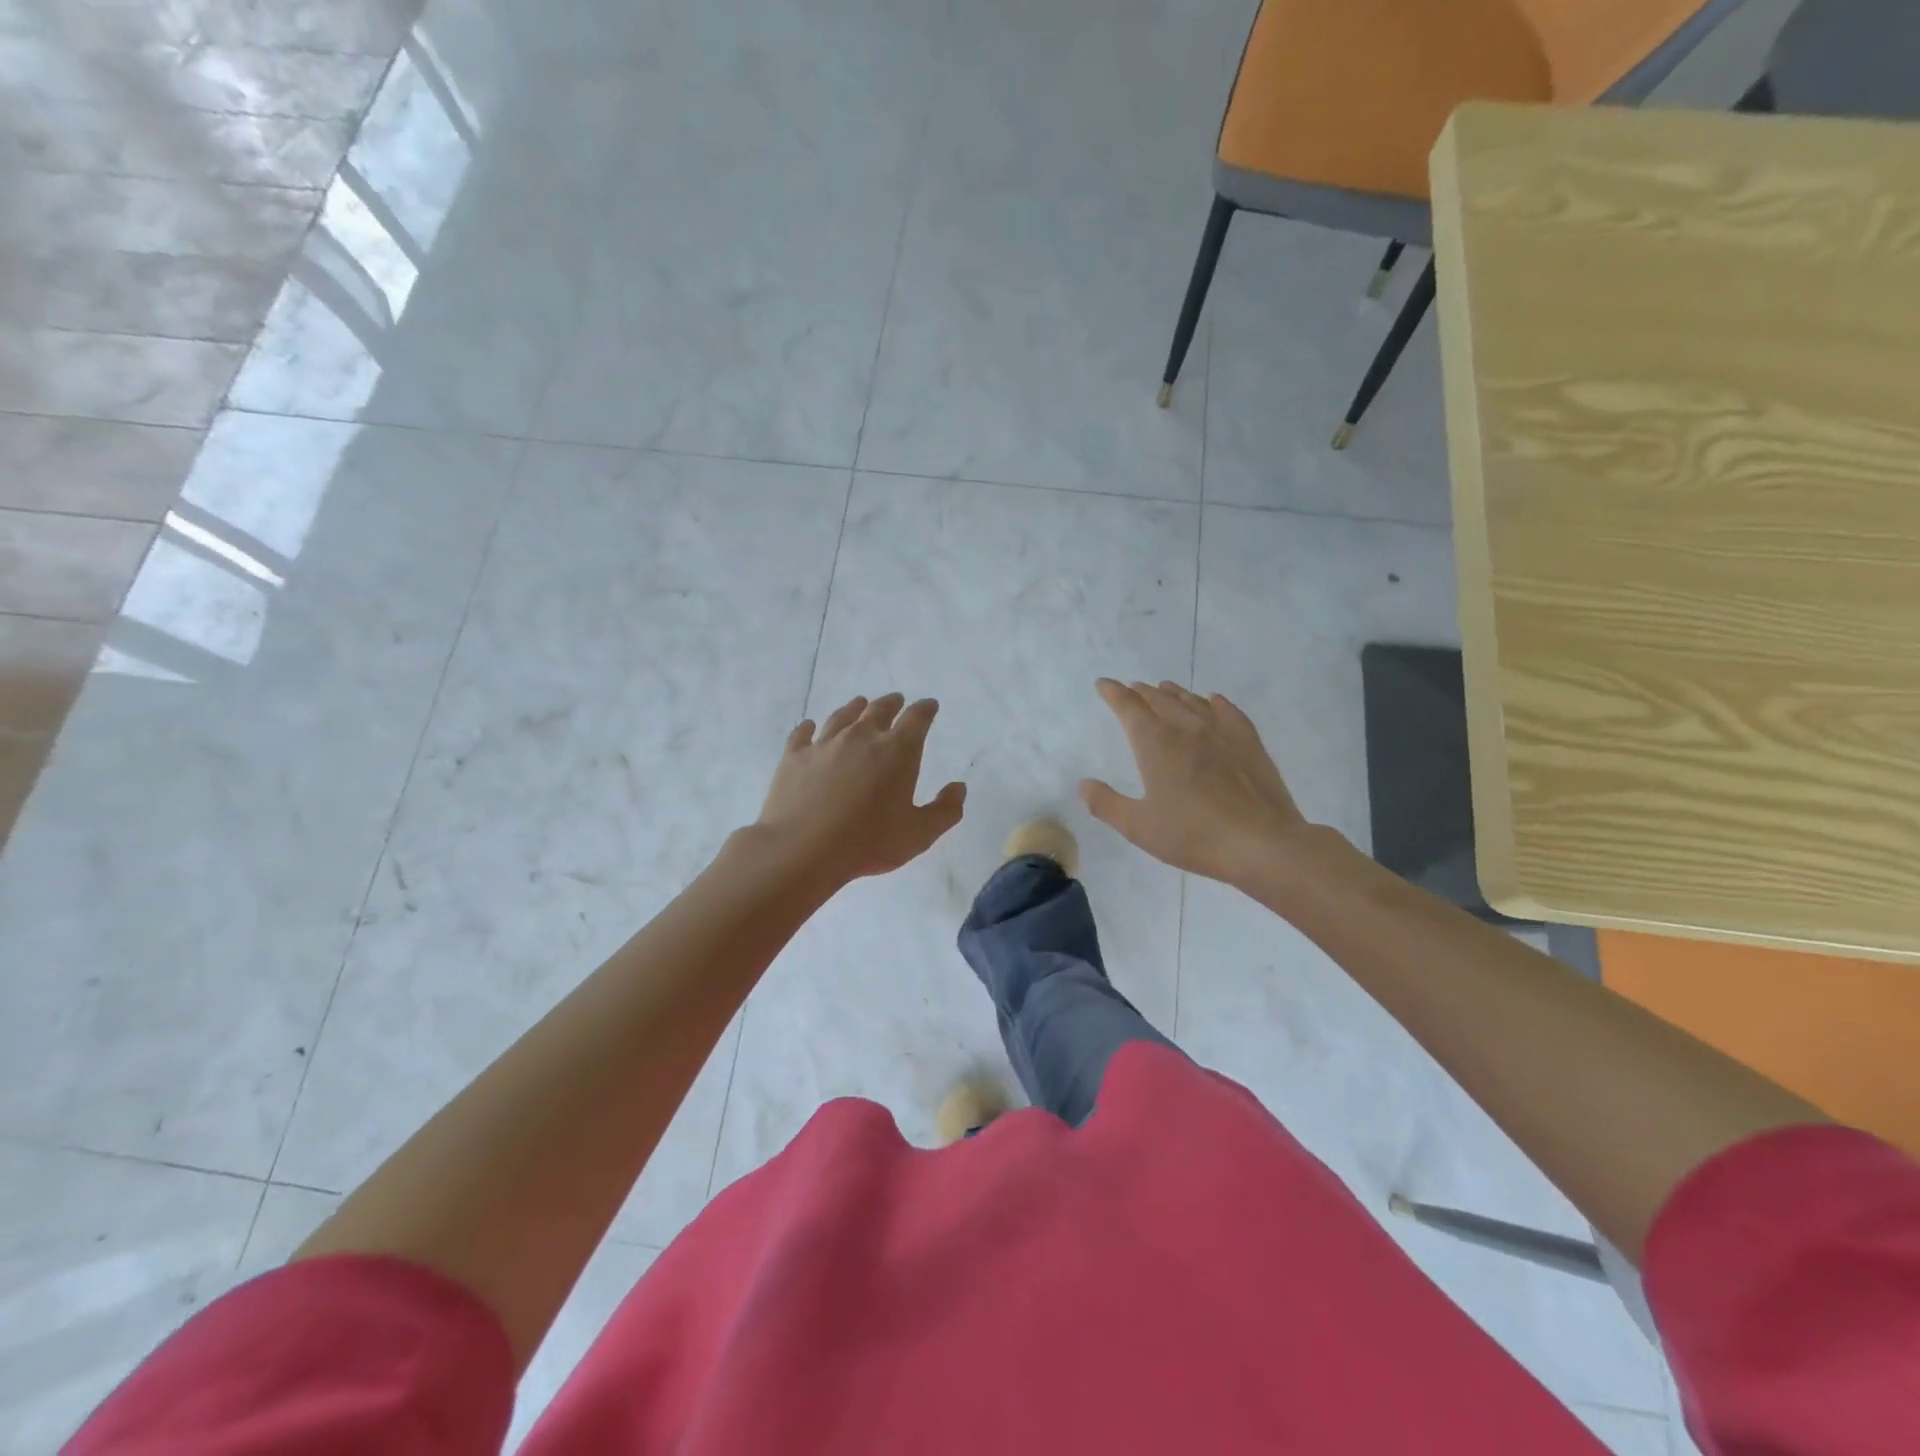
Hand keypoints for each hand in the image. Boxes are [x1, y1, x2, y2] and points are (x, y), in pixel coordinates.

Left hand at [755, 693, 965, 886]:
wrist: (802, 849)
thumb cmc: (868, 842)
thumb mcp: (919, 834)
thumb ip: (945, 811)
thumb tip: (958, 788)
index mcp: (897, 751)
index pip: (916, 718)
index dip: (925, 709)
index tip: (929, 706)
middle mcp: (861, 737)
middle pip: (879, 710)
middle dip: (892, 703)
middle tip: (896, 701)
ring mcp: (825, 744)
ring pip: (843, 716)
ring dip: (855, 708)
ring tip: (860, 704)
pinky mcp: (794, 756)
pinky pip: (803, 734)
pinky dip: (809, 728)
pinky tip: (810, 727)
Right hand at [1080, 679, 1311, 886]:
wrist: (1260, 842)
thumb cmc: (1193, 835)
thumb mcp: (1138, 827)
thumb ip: (1106, 804)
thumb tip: (1084, 784)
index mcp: (1155, 743)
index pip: (1129, 707)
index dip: (1113, 693)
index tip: (1103, 684)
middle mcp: (1186, 727)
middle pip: (1159, 699)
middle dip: (1141, 692)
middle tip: (1131, 689)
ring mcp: (1220, 731)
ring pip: (1191, 700)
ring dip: (1173, 693)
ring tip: (1164, 690)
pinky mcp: (1248, 741)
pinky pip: (1227, 710)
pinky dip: (1213, 702)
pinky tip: (1212, 701)